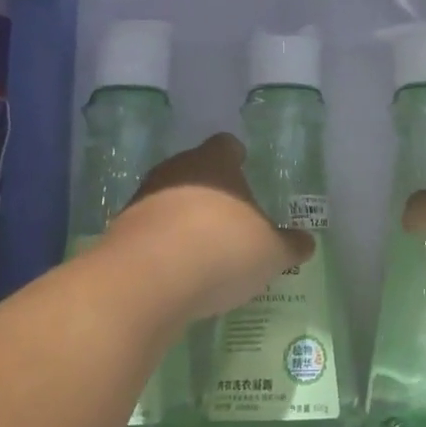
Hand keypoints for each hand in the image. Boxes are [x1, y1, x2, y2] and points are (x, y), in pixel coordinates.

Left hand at [103, 134, 313, 323]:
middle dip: (210, 189)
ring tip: (204, 249)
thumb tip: (306, 243)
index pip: (226, 146)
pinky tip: (177, 272)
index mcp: (215, 163)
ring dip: (182, 218)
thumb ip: (289, 245)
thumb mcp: (271, 253)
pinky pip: (149, 232)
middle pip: (194, 170)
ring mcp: (142, 200)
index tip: (244, 169)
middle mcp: (176, 171)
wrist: (146, 281)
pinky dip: (162, 247)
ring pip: (168, 200)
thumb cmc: (222, 249)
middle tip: (230, 216)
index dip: (236, 157)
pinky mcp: (119, 233)